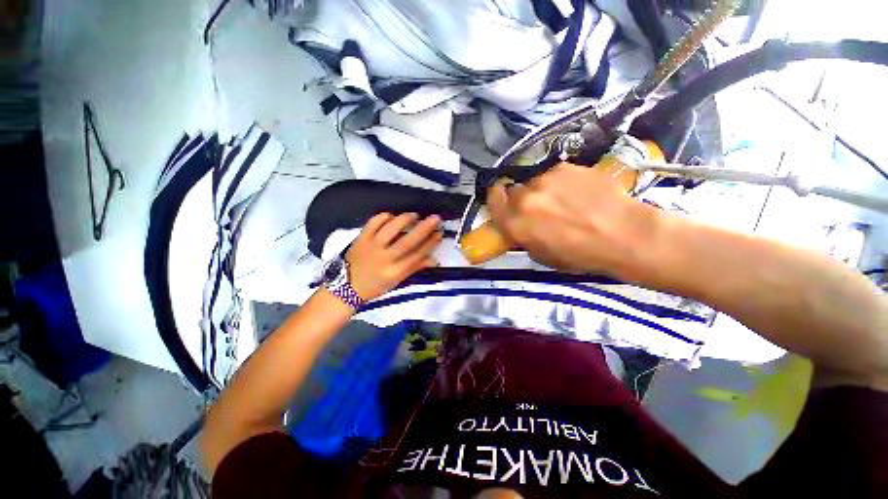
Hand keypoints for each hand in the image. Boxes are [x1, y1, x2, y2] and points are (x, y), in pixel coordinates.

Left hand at [346, 212, 442, 299]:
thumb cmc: (375, 286)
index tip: (440, 233)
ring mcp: (372, 246)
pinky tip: (392, 216)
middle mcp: (385, 258)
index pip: (418, 254)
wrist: (345, 288)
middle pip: (408, 241)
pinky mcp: (361, 238)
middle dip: (424, 228)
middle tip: (435, 218)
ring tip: (415, 215)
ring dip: (406, 219)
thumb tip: (434, 260)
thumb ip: (415, 268)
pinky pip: (374, 222)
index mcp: (395, 271)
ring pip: (391, 228)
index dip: (431, 243)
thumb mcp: (397, 281)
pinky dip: (385, 216)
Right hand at [487, 162, 661, 275]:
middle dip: (522, 198)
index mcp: (516, 224)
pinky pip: (554, 173)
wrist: (623, 234)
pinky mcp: (565, 167)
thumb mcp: (542, 255)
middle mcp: (525, 199)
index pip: (493, 202)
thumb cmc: (581, 255)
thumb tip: (519, 223)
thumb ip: (523, 236)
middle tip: (539, 206)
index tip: (502, 198)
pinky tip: (578, 191)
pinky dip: (560, 181)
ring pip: (535, 181)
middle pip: (513, 190)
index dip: (496, 198)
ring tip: (564, 199)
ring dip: (542, 189)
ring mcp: (545, 180)